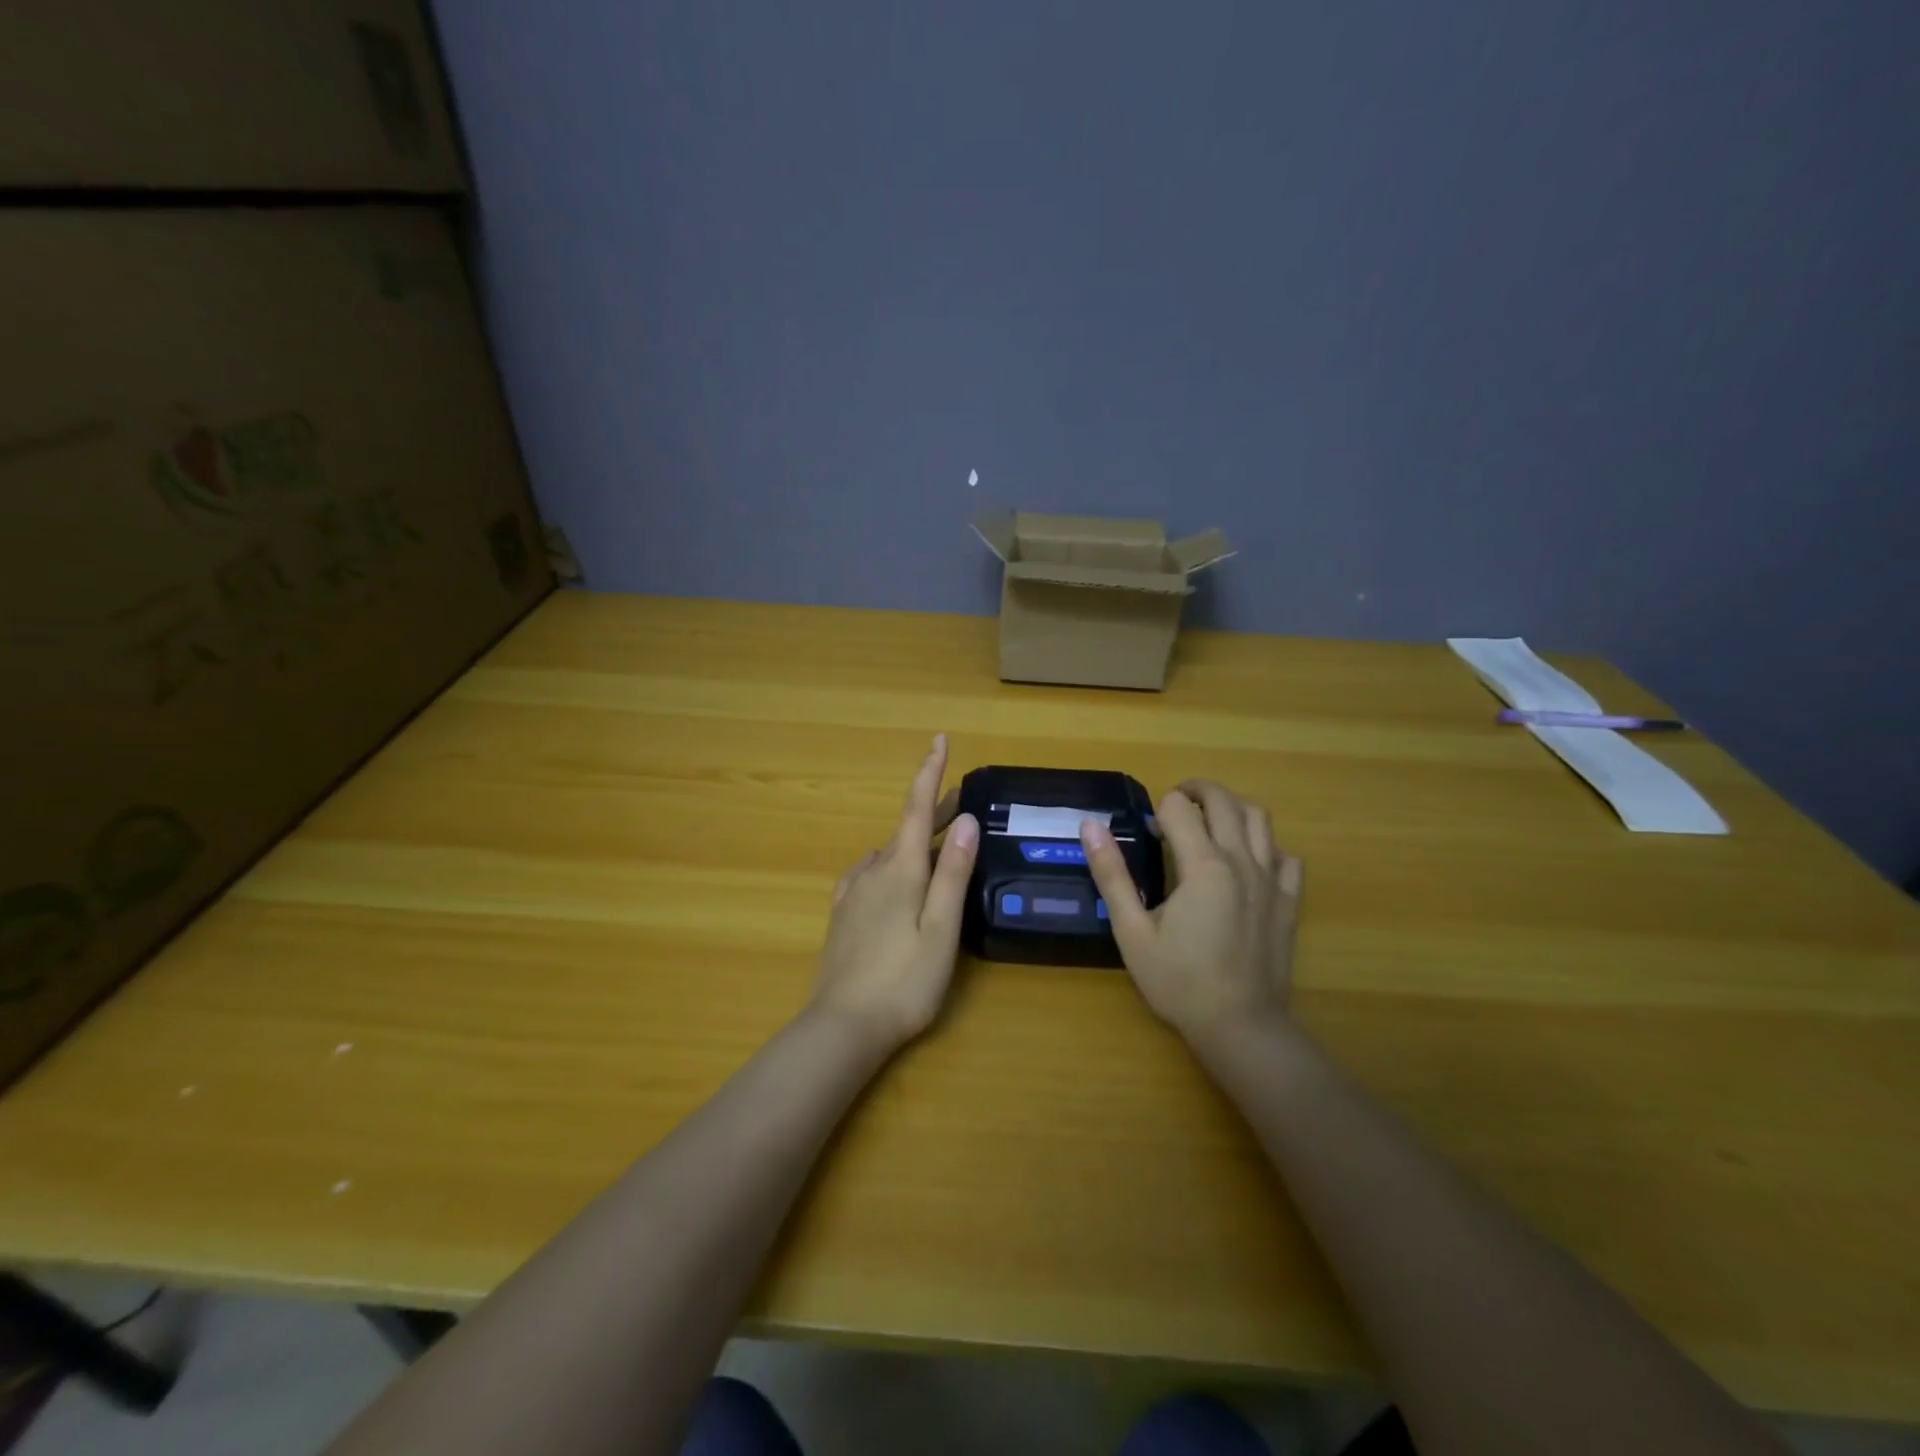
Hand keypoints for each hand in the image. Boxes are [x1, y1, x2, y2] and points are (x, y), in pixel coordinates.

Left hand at [810, 734, 978, 1052]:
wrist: (842, 1027)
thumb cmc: (903, 981)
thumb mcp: (942, 929)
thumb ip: (954, 873)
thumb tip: (966, 819)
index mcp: (901, 870)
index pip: (917, 808)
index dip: (929, 772)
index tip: (938, 739)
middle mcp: (873, 871)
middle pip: (906, 829)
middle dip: (933, 809)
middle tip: (961, 799)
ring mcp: (853, 894)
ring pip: (889, 852)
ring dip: (916, 839)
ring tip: (939, 843)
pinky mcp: (843, 916)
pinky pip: (870, 874)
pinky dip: (891, 863)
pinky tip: (893, 876)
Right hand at [1079, 780, 1302, 1044]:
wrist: (1241, 1027)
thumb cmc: (1179, 981)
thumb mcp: (1132, 931)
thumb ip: (1112, 875)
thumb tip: (1091, 826)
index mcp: (1203, 866)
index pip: (1179, 808)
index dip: (1159, 809)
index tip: (1149, 832)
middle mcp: (1242, 861)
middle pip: (1224, 800)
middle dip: (1195, 790)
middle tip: (1174, 804)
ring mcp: (1272, 879)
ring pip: (1259, 818)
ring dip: (1231, 807)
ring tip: (1210, 820)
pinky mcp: (1289, 900)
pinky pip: (1285, 855)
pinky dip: (1266, 844)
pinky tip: (1247, 860)